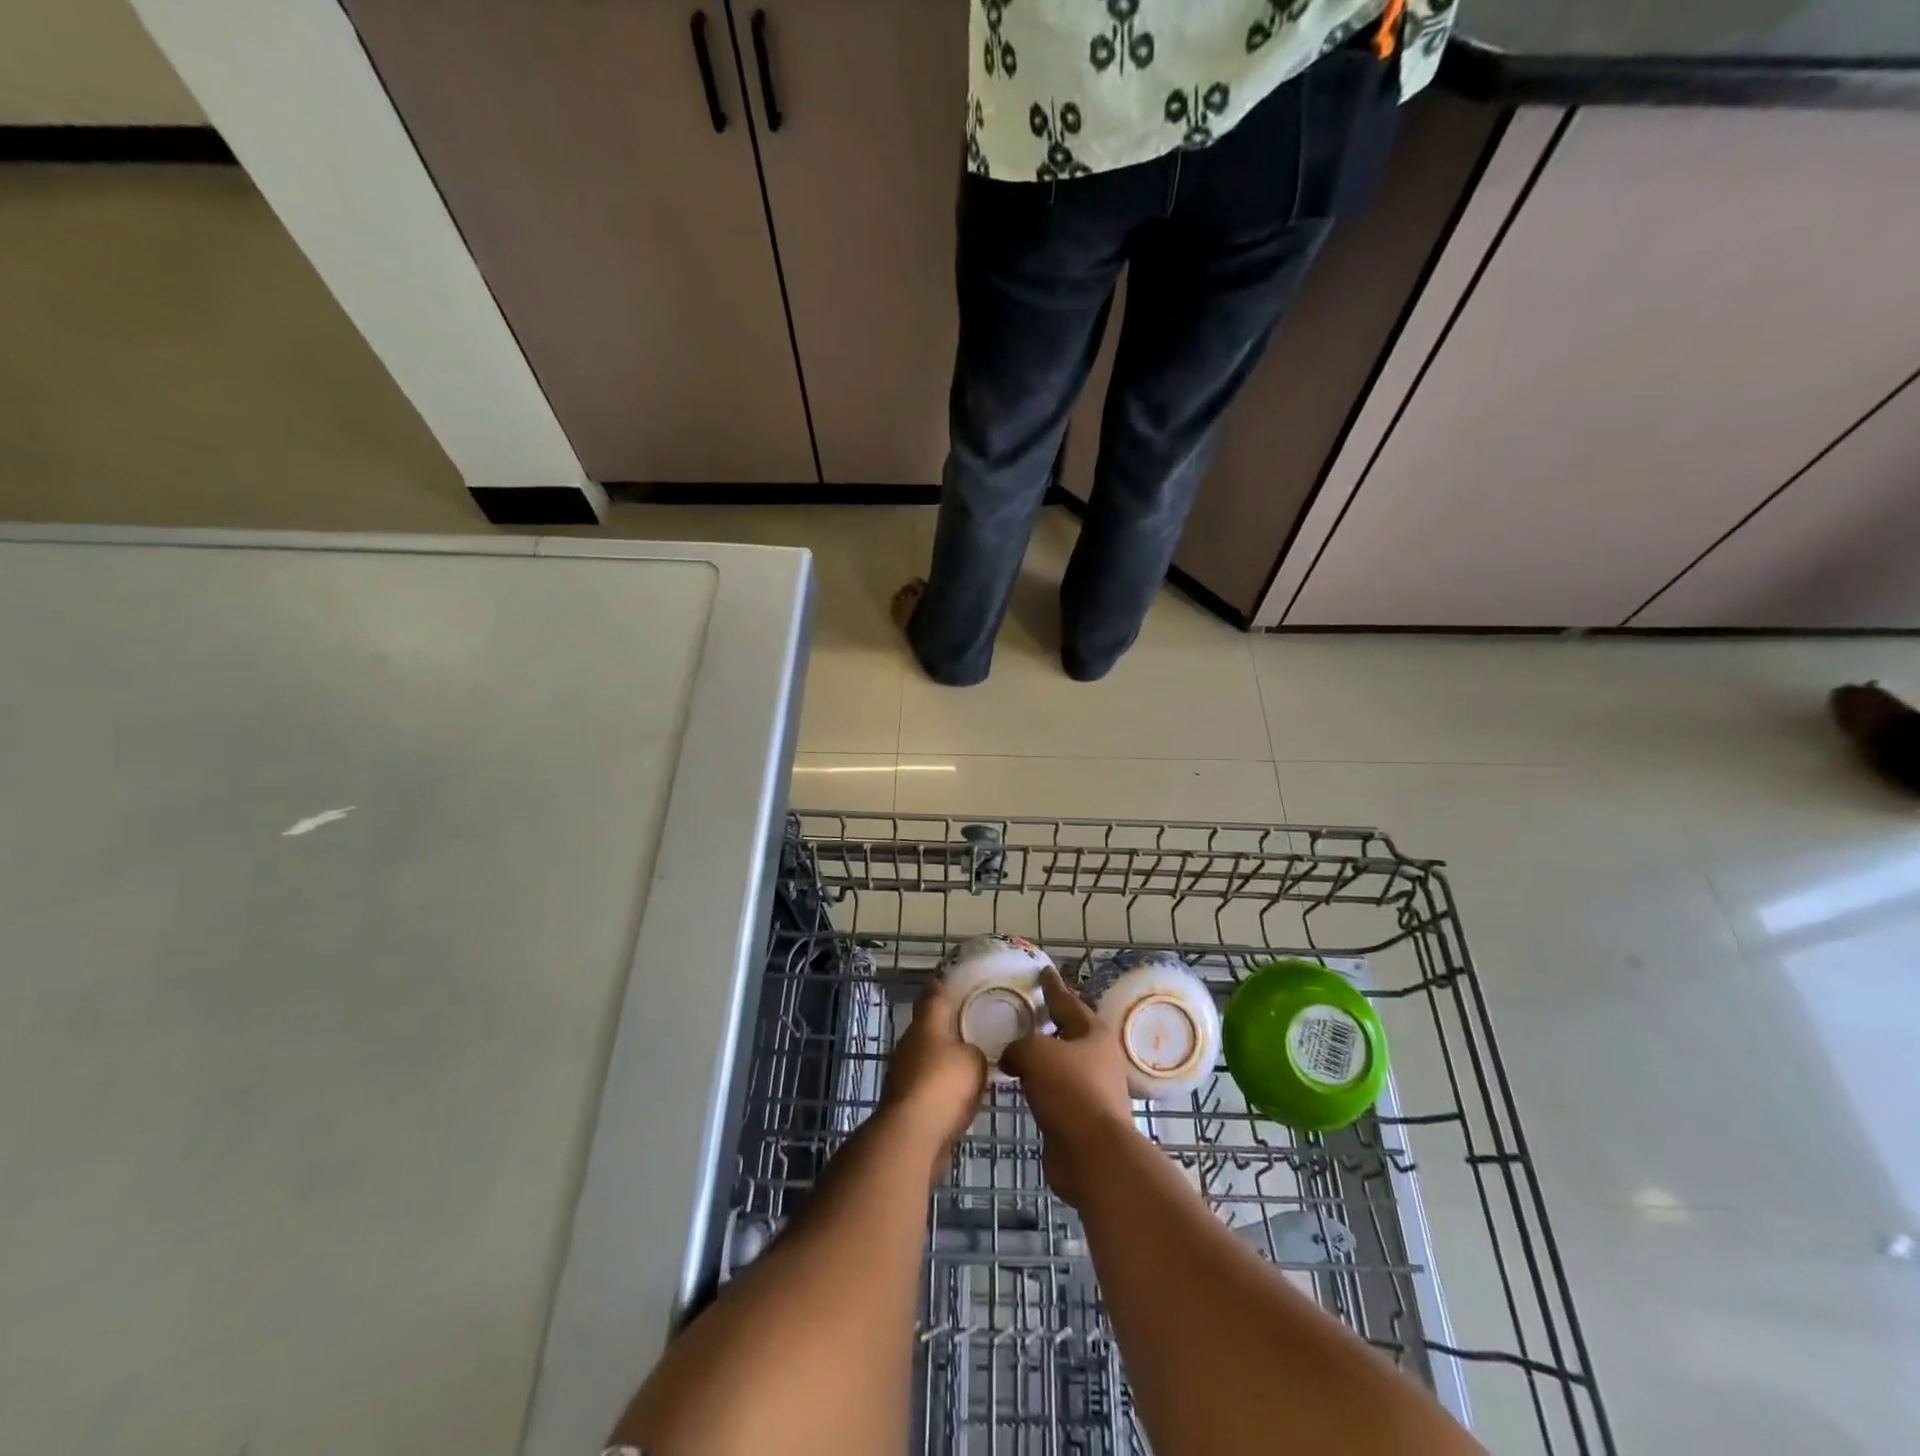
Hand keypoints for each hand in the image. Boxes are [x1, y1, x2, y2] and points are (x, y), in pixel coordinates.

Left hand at [881, 982, 987, 1154]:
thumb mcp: (975, 1060)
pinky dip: (940, 1085)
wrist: (911, 1135)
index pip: (935, 993)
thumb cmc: (944, 1085)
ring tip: (971, 1061)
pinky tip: (959, 1094)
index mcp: (926, 1023)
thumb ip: (977, 1049)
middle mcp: (909, 1041)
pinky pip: (926, 1083)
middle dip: (949, 1025)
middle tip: (976, 1025)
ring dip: (944, 1057)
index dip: (947, 985)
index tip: (963, 982)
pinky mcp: (902, 1100)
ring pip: (927, 1055)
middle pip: (929, 1025)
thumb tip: (971, 1050)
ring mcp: (902, 1071)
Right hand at [1000, 968, 1136, 1205]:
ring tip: (1015, 1047)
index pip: (1068, 1001)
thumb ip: (1019, 1045)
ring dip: (1042, 1056)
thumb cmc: (1070, 1091)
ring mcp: (1092, 1090)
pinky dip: (1038, 1084)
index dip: (1052, 986)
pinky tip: (1020, 1083)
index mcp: (1094, 1033)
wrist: (1092, 1155)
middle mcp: (1098, 1058)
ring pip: (1061, 1063)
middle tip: (1026, 1009)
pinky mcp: (1081, 1118)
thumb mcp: (1036, 1052)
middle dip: (1049, 1021)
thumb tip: (1012, 1056)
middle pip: (1068, 1032)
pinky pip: (1054, 1091)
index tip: (1043, 970)